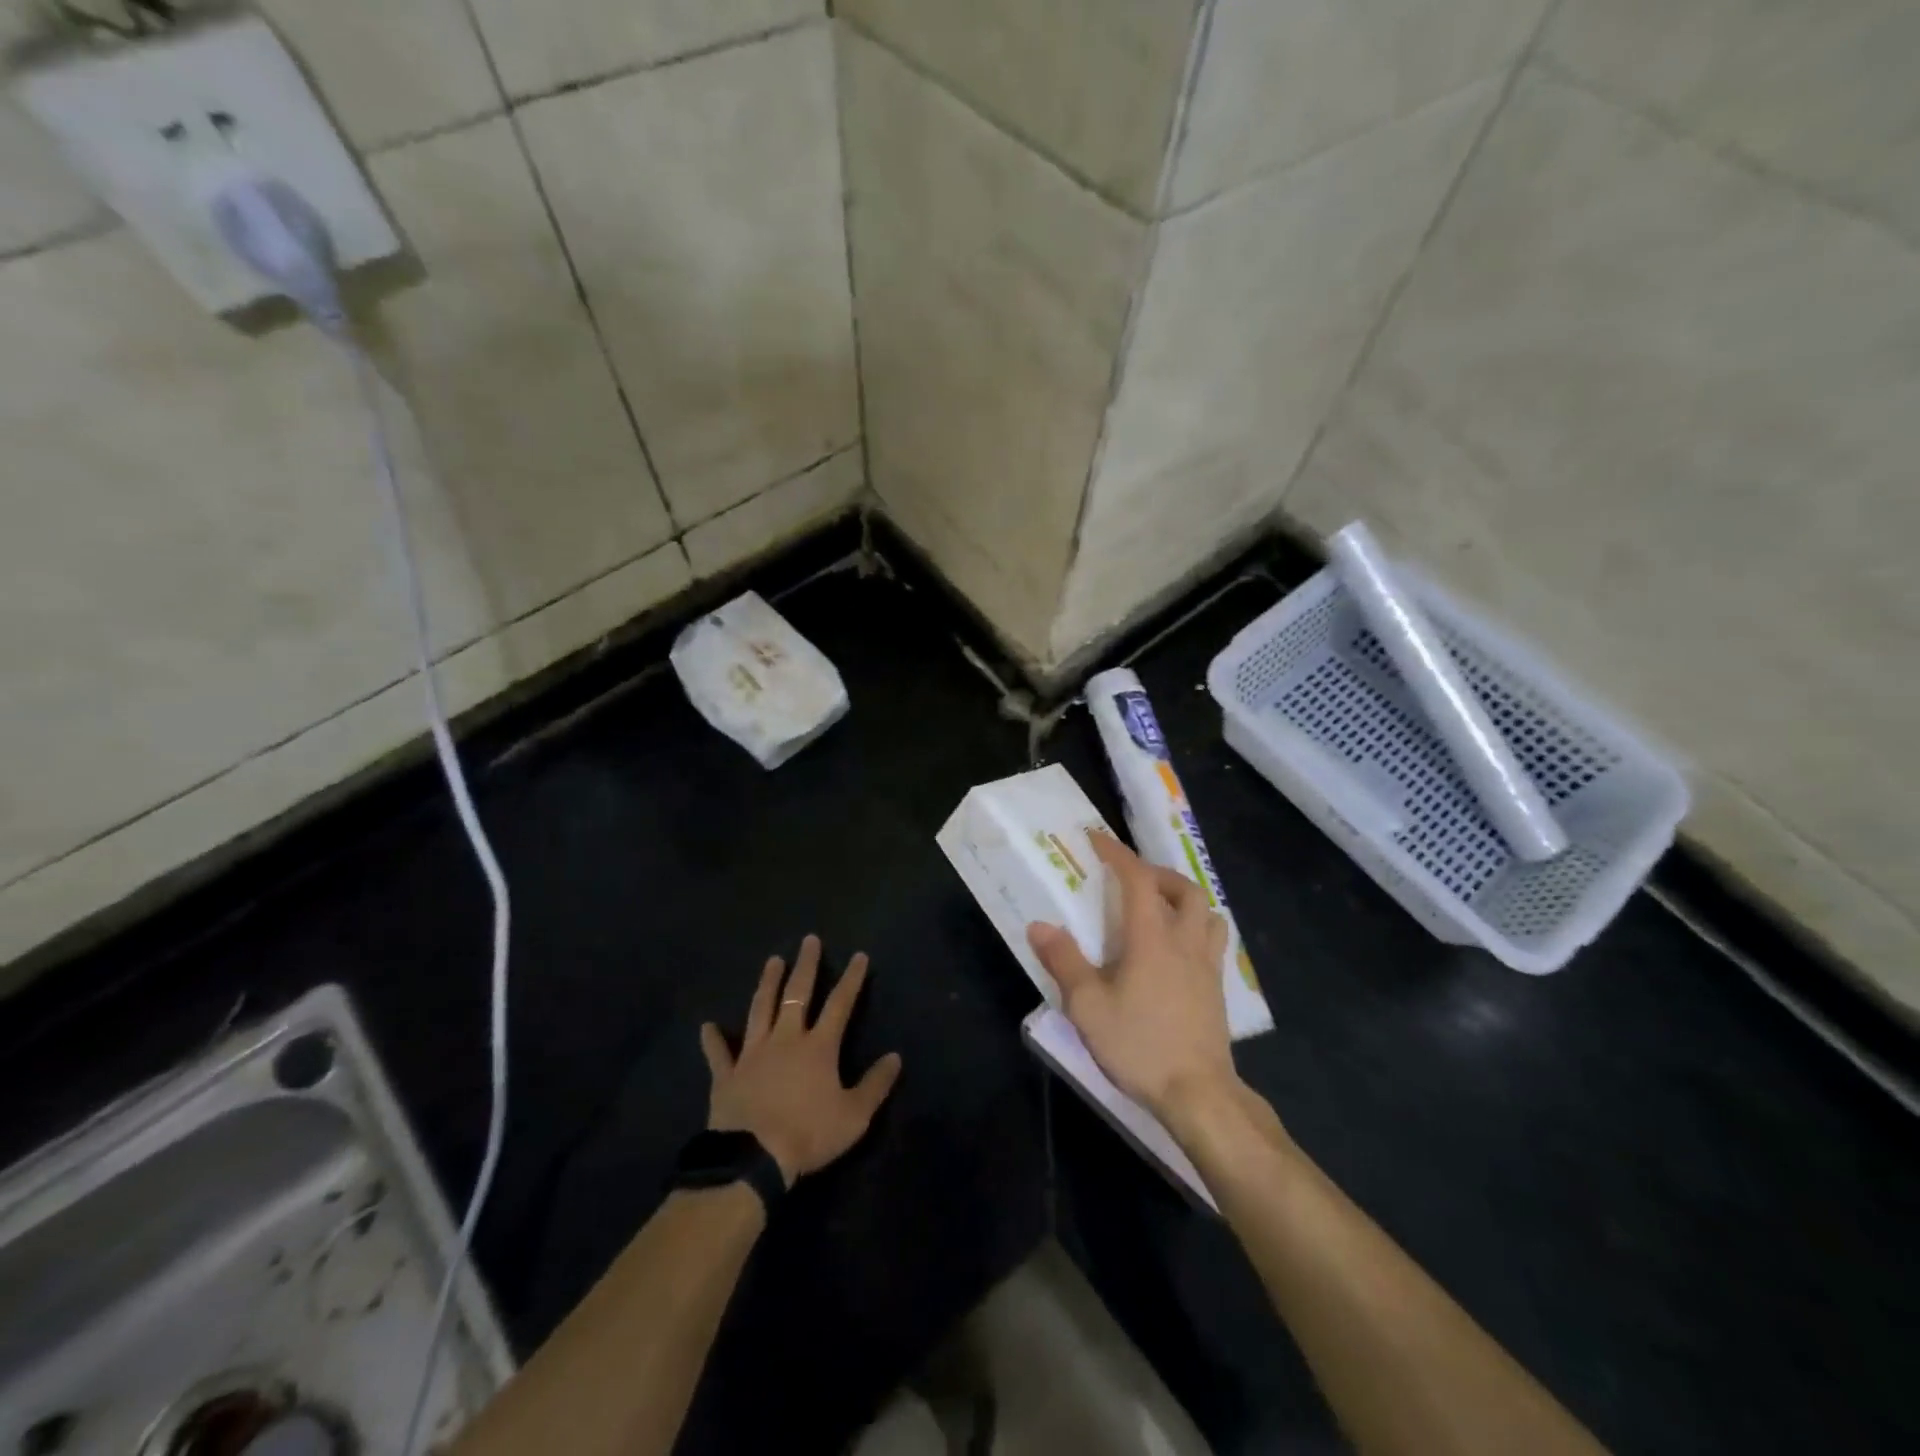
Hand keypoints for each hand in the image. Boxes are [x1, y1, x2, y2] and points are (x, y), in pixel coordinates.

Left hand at [700, 935, 902, 1185]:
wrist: (753, 1160)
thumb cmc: (808, 1134)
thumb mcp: (854, 1115)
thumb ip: (875, 1085)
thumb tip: (895, 1057)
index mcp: (818, 1046)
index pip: (840, 1004)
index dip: (851, 979)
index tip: (858, 955)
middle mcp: (786, 1039)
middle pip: (797, 994)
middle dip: (806, 966)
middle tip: (809, 940)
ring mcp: (753, 1054)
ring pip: (760, 1009)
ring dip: (767, 984)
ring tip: (772, 961)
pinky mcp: (727, 1075)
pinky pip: (719, 1054)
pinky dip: (713, 1040)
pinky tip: (707, 1026)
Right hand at [1027, 832, 1239, 1121]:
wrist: (1198, 1093)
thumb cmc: (1139, 1045)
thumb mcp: (1089, 1007)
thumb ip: (1064, 962)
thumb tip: (1039, 926)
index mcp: (1152, 938)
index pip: (1138, 879)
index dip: (1117, 854)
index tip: (1097, 840)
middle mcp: (1184, 941)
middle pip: (1184, 889)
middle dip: (1157, 873)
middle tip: (1131, 879)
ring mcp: (1207, 965)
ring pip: (1207, 912)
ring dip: (1184, 898)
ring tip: (1160, 907)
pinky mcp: (1217, 989)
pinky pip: (1213, 940)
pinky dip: (1197, 927)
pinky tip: (1178, 948)